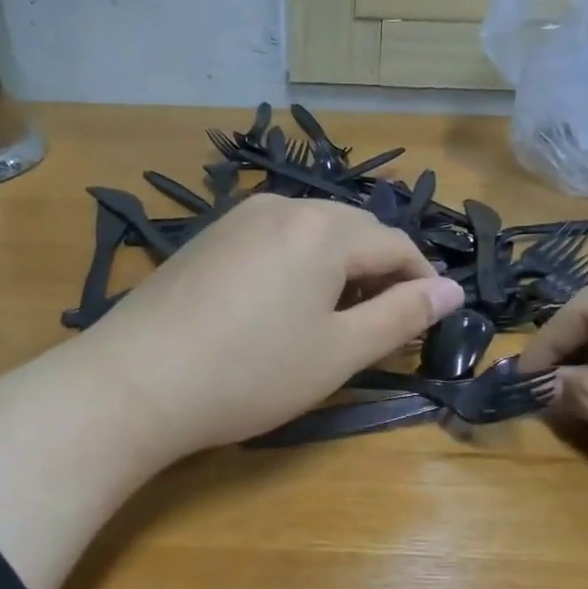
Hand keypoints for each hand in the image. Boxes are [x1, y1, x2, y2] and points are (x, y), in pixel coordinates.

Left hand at [78, 195, 465, 457]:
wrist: (135, 382)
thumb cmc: (251, 373)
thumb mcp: (339, 353)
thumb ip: (401, 317)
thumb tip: (452, 290)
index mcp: (324, 229)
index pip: (396, 245)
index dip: (422, 281)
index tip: (430, 319)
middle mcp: (283, 206)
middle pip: (355, 230)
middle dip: (382, 270)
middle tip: (386, 322)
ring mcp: (239, 217)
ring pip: (313, 232)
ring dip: (340, 266)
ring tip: (338, 315)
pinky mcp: (209, 237)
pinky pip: (275, 238)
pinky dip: (299, 264)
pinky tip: (284, 303)